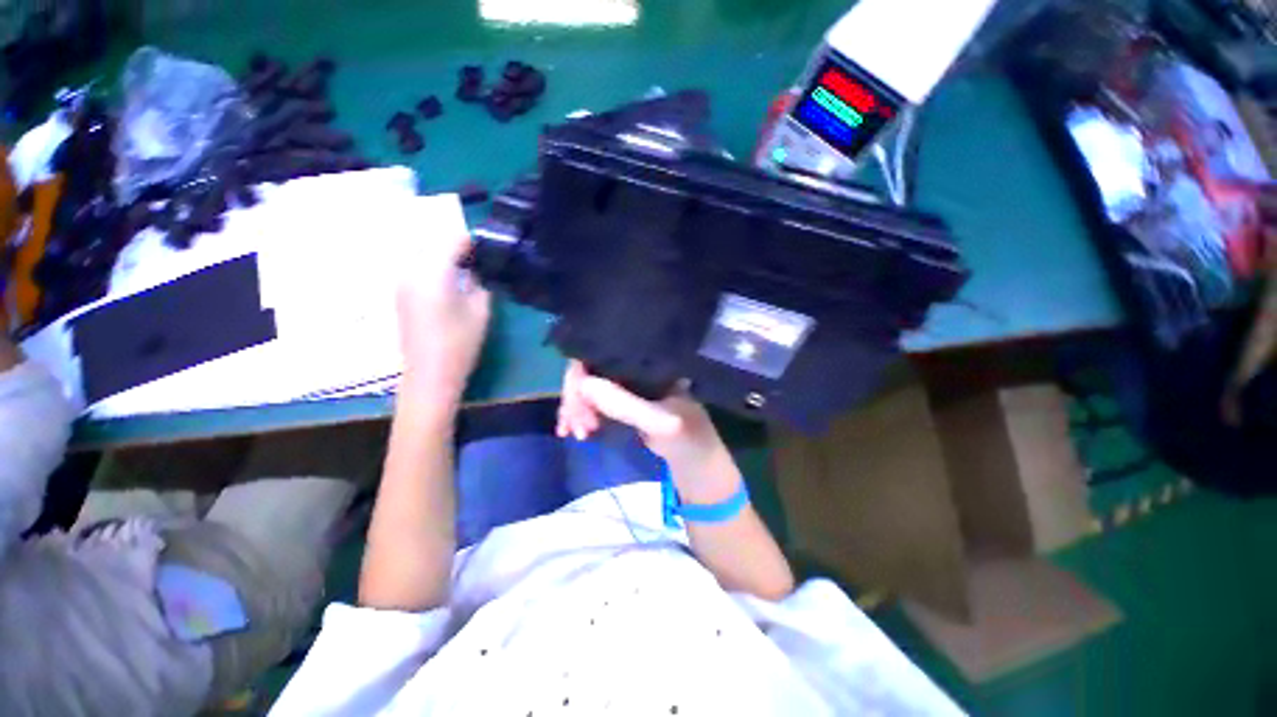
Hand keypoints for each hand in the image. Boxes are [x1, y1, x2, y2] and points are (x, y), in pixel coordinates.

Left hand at [396, 233, 490, 404]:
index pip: (451, 239)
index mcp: (432, 272)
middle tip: (479, 258)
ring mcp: (401, 282)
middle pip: (433, 243)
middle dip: (457, 245)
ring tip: (466, 268)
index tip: (488, 247)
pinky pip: (417, 268)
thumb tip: (475, 270)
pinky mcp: (400, 294)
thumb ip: (479, 283)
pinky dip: (434, 266)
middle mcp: (410, 270)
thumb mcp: (480, 310)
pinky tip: (450, 281)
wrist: (430, 374)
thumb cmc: (460, 343)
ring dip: (444, 255)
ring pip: (423, 254)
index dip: (471, 240)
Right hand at [557, 361, 739, 502]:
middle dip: (577, 397)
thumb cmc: (689, 441)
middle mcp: (637, 368)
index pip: (606, 355)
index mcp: (650, 363)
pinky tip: (572, 430)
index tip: (576, 406)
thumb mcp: (661, 423)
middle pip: (594, 369)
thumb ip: (625, 405)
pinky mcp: (625, 403)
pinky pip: (595, 402)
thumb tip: (583, 384)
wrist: (699, 468)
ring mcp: (630, 386)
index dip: (583, 375)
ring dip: (576, 408)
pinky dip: (580, 414)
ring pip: (591, 386)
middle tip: (573, 428)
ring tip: (573, 433)